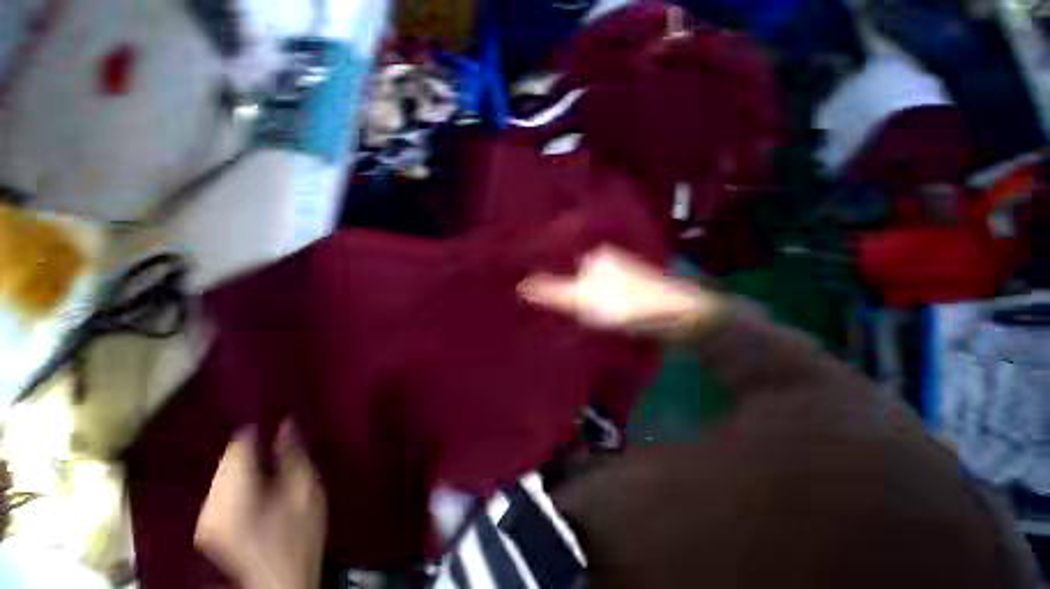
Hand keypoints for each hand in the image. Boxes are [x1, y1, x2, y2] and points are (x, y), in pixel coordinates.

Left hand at [195, 422, 325, 588]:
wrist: (281, 578)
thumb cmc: (299, 534)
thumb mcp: (306, 490)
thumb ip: (294, 454)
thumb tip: (286, 422)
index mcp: (236, 494)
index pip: (237, 446)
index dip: (257, 429)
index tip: (276, 419)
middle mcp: (212, 501)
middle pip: (226, 457)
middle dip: (251, 448)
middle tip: (277, 445)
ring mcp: (205, 513)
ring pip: (221, 470)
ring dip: (243, 462)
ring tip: (268, 463)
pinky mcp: (205, 521)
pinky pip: (218, 485)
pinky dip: (235, 477)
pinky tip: (254, 482)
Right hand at [518, 245, 724, 339]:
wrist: (677, 317)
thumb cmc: (625, 303)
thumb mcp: (581, 298)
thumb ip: (550, 291)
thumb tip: (519, 284)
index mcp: (594, 254)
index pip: (559, 255)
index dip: (541, 267)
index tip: (523, 281)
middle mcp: (606, 258)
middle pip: (572, 268)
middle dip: (554, 279)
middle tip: (533, 296)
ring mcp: (619, 273)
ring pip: (585, 280)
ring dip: (570, 290)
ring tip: (549, 304)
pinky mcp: (629, 289)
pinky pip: (598, 291)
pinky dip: (586, 299)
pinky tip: (579, 311)